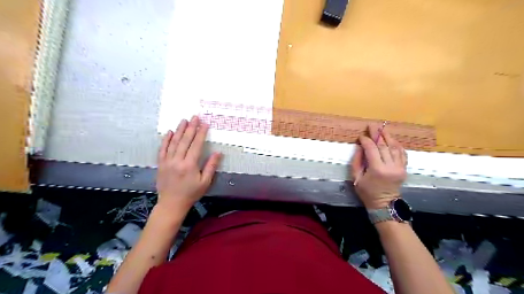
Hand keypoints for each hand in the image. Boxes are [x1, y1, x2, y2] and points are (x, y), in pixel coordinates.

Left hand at [155, 116, 219, 213]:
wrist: (172, 204)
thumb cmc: (191, 193)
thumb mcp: (205, 182)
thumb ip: (211, 166)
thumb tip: (218, 153)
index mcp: (190, 165)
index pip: (196, 145)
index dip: (201, 133)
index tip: (204, 124)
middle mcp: (177, 160)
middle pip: (185, 140)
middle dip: (191, 127)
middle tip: (195, 117)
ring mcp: (167, 161)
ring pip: (173, 142)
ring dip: (179, 130)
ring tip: (184, 120)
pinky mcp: (161, 164)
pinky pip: (162, 149)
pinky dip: (166, 140)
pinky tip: (169, 132)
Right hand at [349, 125, 406, 209]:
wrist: (384, 204)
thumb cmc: (367, 192)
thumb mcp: (356, 178)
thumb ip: (357, 161)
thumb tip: (360, 147)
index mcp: (377, 169)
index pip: (371, 149)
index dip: (366, 140)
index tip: (361, 136)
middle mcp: (390, 166)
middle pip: (384, 145)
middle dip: (377, 134)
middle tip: (371, 125)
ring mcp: (399, 167)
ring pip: (394, 147)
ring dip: (388, 137)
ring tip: (382, 128)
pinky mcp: (404, 168)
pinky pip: (402, 153)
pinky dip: (397, 145)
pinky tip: (392, 139)